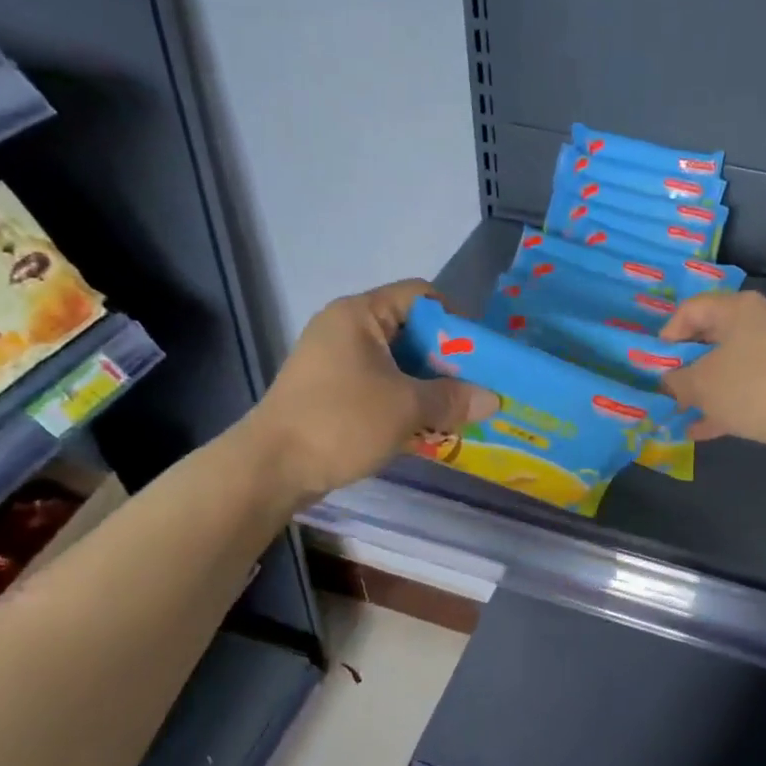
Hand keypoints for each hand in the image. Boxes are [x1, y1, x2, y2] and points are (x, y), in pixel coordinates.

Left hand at [248, 280, 496, 498]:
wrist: (271, 468)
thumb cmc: (341, 422)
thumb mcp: (406, 408)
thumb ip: (453, 399)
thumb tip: (494, 399)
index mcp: (360, 315)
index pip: (421, 296)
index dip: (456, 320)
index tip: (480, 355)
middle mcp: (346, 329)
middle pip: (411, 331)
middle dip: (447, 361)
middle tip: (476, 388)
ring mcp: (335, 361)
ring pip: (397, 363)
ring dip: (428, 386)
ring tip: (457, 411)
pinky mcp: (331, 392)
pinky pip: (380, 386)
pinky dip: (405, 401)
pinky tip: (426, 427)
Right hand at [659, 291, 765, 462]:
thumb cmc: (753, 388)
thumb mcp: (701, 384)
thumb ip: (675, 381)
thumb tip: (667, 383)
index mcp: (737, 309)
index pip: (690, 310)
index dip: (667, 335)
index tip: (653, 363)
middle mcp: (757, 324)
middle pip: (708, 338)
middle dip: (682, 365)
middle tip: (661, 387)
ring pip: (725, 367)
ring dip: (700, 389)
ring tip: (675, 410)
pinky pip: (743, 390)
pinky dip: (721, 406)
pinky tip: (698, 430)